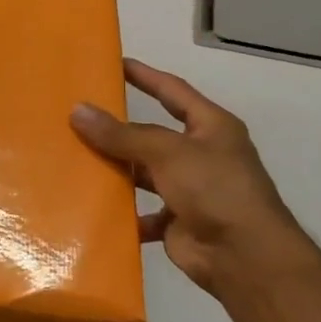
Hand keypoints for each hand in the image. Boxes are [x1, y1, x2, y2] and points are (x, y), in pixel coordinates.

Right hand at [71, 59, 310, 298]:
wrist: (244, 256)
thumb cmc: (214, 189)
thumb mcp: (167, 152)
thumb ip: (122, 135)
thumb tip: (77, 111)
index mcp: (211, 127)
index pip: (173, 91)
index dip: (145, 76)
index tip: (114, 64)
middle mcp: (201, 155)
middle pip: (153, 135)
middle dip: (119, 130)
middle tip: (78, 117)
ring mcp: (190, 190)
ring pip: (144, 174)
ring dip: (117, 171)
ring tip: (76, 161)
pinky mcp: (177, 222)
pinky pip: (143, 213)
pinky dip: (123, 214)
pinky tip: (94, 208)